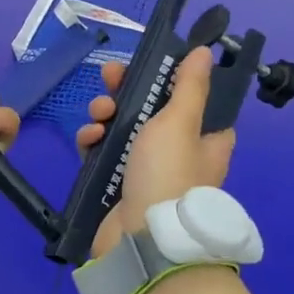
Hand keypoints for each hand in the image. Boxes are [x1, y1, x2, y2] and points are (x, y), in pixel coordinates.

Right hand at [78, 46, 234, 258]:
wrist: (143, 240)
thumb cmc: (168, 174)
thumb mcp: (181, 121)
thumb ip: (189, 86)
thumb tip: (204, 52)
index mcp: (205, 139)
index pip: (195, 100)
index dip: (173, 79)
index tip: (153, 63)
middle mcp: (179, 153)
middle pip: (152, 109)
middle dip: (128, 90)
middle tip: (110, 76)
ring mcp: (147, 170)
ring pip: (123, 128)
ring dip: (107, 114)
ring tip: (98, 114)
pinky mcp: (118, 185)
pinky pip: (103, 153)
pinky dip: (94, 142)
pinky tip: (87, 139)